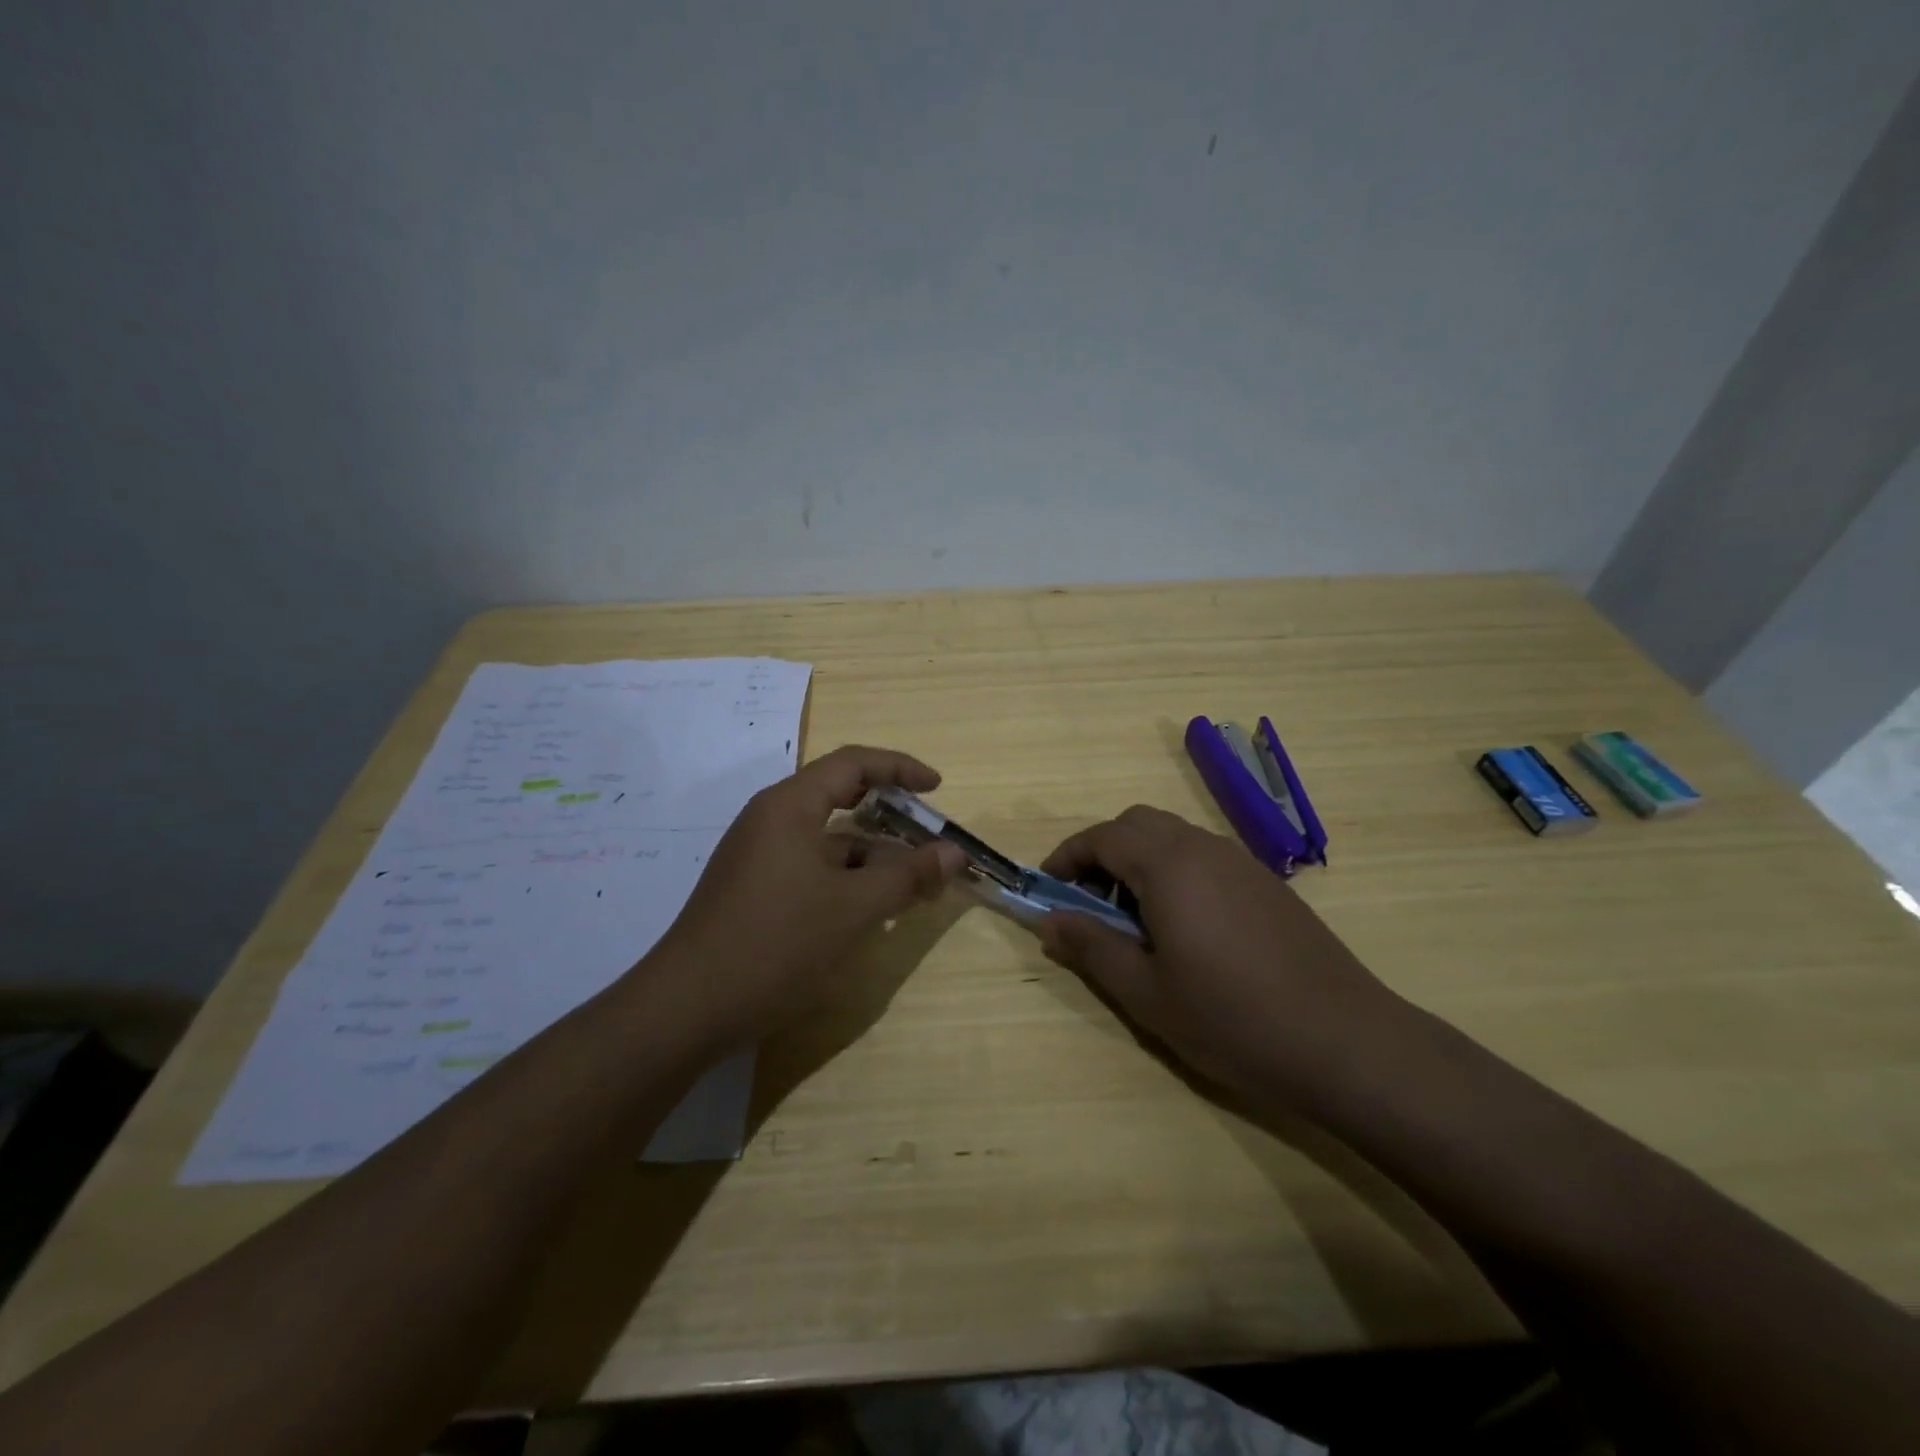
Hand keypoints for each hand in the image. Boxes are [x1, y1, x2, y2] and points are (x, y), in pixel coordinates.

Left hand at [652, 745, 966, 1053]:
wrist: (687, 1009)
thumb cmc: (776, 943)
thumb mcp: (854, 909)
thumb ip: (908, 876)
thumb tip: (954, 852)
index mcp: (790, 806)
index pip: (853, 764)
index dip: (900, 768)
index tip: (937, 788)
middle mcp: (771, 820)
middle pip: (840, 799)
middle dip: (890, 819)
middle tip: (929, 842)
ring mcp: (758, 856)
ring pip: (827, 841)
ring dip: (871, 858)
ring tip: (911, 889)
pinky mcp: (753, 890)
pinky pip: (811, 868)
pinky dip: (846, 880)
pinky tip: (869, 913)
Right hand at [1039, 805, 1404, 1104]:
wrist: (1346, 1042)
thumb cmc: (1232, 1019)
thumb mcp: (1146, 993)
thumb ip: (1092, 948)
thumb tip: (1048, 921)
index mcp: (1169, 865)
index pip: (1102, 836)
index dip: (1066, 857)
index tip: (1047, 889)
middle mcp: (1204, 848)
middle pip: (1137, 824)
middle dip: (1102, 852)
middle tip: (1088, 903)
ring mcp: (1241, 862)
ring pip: (1173, 838)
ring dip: (1139, 862)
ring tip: (1133, 920)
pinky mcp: (1267, 884)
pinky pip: (1204, 858)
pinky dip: (1175, 872)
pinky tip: (1185, 929)